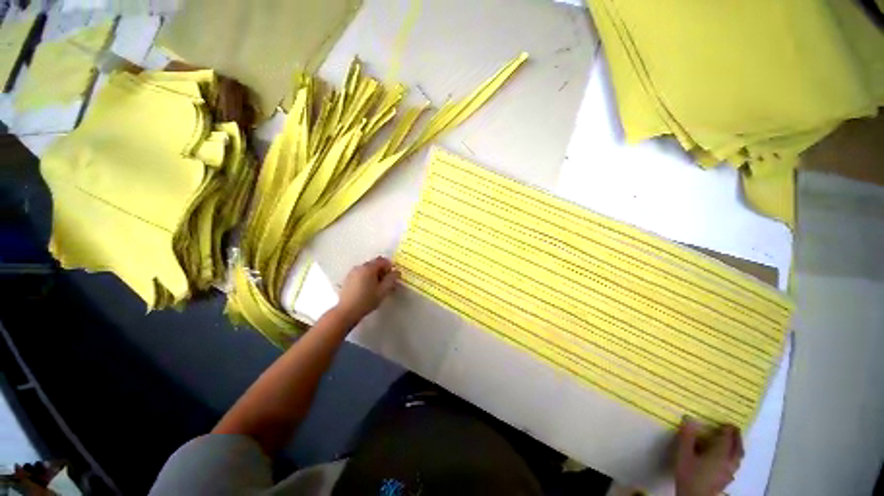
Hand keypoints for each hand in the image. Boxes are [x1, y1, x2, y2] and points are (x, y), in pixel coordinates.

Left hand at [335, 257, 398, 323]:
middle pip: (374, 264)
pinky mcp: (347, 279)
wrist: (347, 311)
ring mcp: (352, 273)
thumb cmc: (367, 300)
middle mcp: (360, 267)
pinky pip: (360, 274)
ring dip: (374, 275)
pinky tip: (368, 289)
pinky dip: (366, 278)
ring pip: (367, 269)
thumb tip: (396, 272)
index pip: (382, 260)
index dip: (390, 266)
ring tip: (377, 287)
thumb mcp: (383, 290)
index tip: (393, 275)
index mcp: (369, 268)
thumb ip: (391, 279)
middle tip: (387, 282)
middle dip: (382, 271)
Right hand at [675, 417, 743, 495]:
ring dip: (737, 448)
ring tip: (732, 443)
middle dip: (737, 438)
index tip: (726, 422)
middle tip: (733, 429)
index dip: (728, 430)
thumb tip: (690, 419)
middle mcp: (729, 463)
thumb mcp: (684, 454)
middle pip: (738, 449)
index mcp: (720, 455)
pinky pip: (734, 466)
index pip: (727, 439)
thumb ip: (687, 437)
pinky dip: (733, 458)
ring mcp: (729, 473)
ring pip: (738, 459)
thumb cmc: (689, 474)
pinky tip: (727, 461)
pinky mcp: (726, 480)